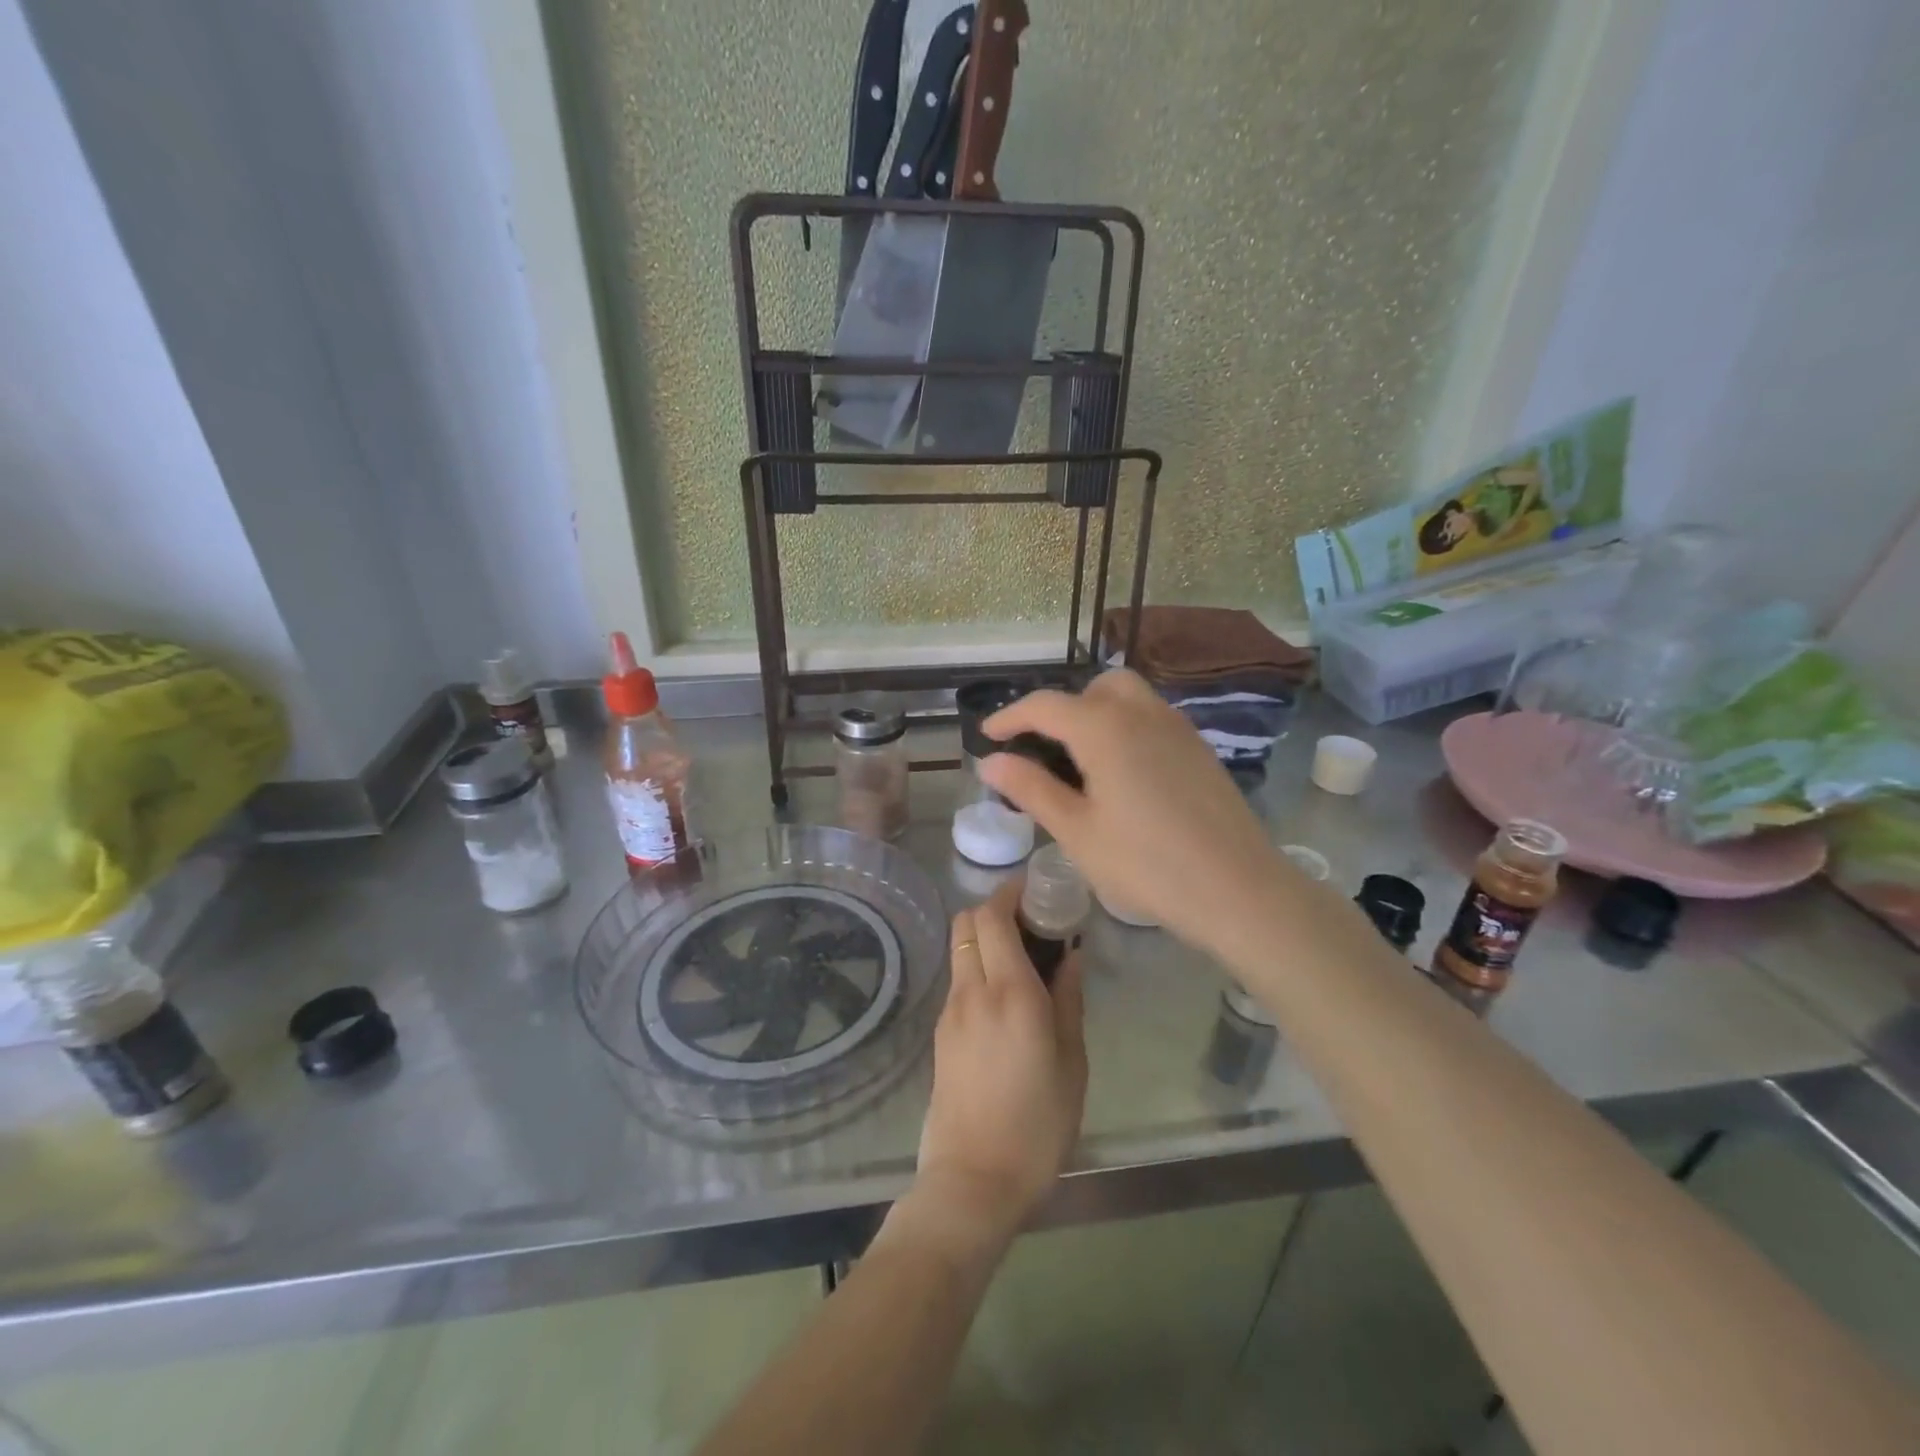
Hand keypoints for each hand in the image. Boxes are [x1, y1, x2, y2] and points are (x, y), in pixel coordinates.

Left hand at [911, 879, 1086, 1246]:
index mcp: (1010, 993)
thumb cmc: (1038, 1125)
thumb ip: (1069, 1000)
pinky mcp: (941, 1033)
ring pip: (960, 948)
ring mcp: (950, 1011)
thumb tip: (1071, 955)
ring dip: (985, 938)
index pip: (994, 916)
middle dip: (995, 909)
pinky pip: (958, 979)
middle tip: (1032, 923)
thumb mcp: (1072, 1064)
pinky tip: (1006, 998)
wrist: (974, 1180)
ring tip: (1023, 959)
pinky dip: (978, 967)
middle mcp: (973, 991)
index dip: (1011, 892)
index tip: (1036, 890)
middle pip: (967, 922)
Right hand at [980, 669, 1291, 955]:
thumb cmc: (1147, 864)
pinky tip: (1122, 774)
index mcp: (1104, 727)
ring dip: (1096, 712)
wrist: (1238, 890)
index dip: (1009, 717)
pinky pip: (1151, 717)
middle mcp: (1142, 712)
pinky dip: (1125, 726)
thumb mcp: (1077, 831)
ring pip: (1127, 696)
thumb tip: (990, 762)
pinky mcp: (1199, 748)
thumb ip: (1031, 788)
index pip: (1044, 706)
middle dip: (1061, 708)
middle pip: (1093, 687)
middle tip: (1042, 748)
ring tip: (1080, 760)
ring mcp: (1177, 727)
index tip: (987, 737)